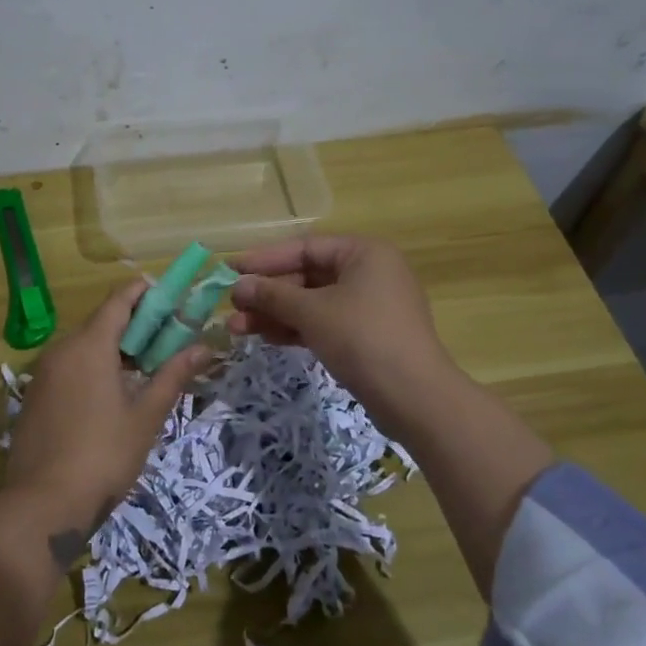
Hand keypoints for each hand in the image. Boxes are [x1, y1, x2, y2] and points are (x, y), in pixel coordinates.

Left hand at [4, 279, 208, 567]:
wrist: (42, 505)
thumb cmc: (104, 455)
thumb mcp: (146, 415)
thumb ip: (173, 375)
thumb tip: (204, 347)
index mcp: (89, 345)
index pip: (119, 300)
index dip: (146, 293)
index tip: (172, 296)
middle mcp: (61, 350)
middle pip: (101, 322)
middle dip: (135, 325)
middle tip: (168, 339)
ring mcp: (43, 374)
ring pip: (83, 347)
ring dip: (114, 349)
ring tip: (145, 368)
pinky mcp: (34, 398)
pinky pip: (68, 368)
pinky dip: (92, 368)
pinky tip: (111, 395)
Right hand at [227, 234, 460, 440]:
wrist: (414, 398)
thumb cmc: (363, 338)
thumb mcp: (312, 312)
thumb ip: (272, 294)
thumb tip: (238, 286)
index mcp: (364, 253)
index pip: (305, 247)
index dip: (265, 259)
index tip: (230, 269)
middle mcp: (369, 273)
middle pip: (307, 276)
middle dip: (268, 293)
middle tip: (232, 306)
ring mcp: (369, 306)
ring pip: (312, 303)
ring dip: (275, 314)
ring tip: (237, 329)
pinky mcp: (366, 336)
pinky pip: (324, 323)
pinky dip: (296, 329)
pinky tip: (266, 338)